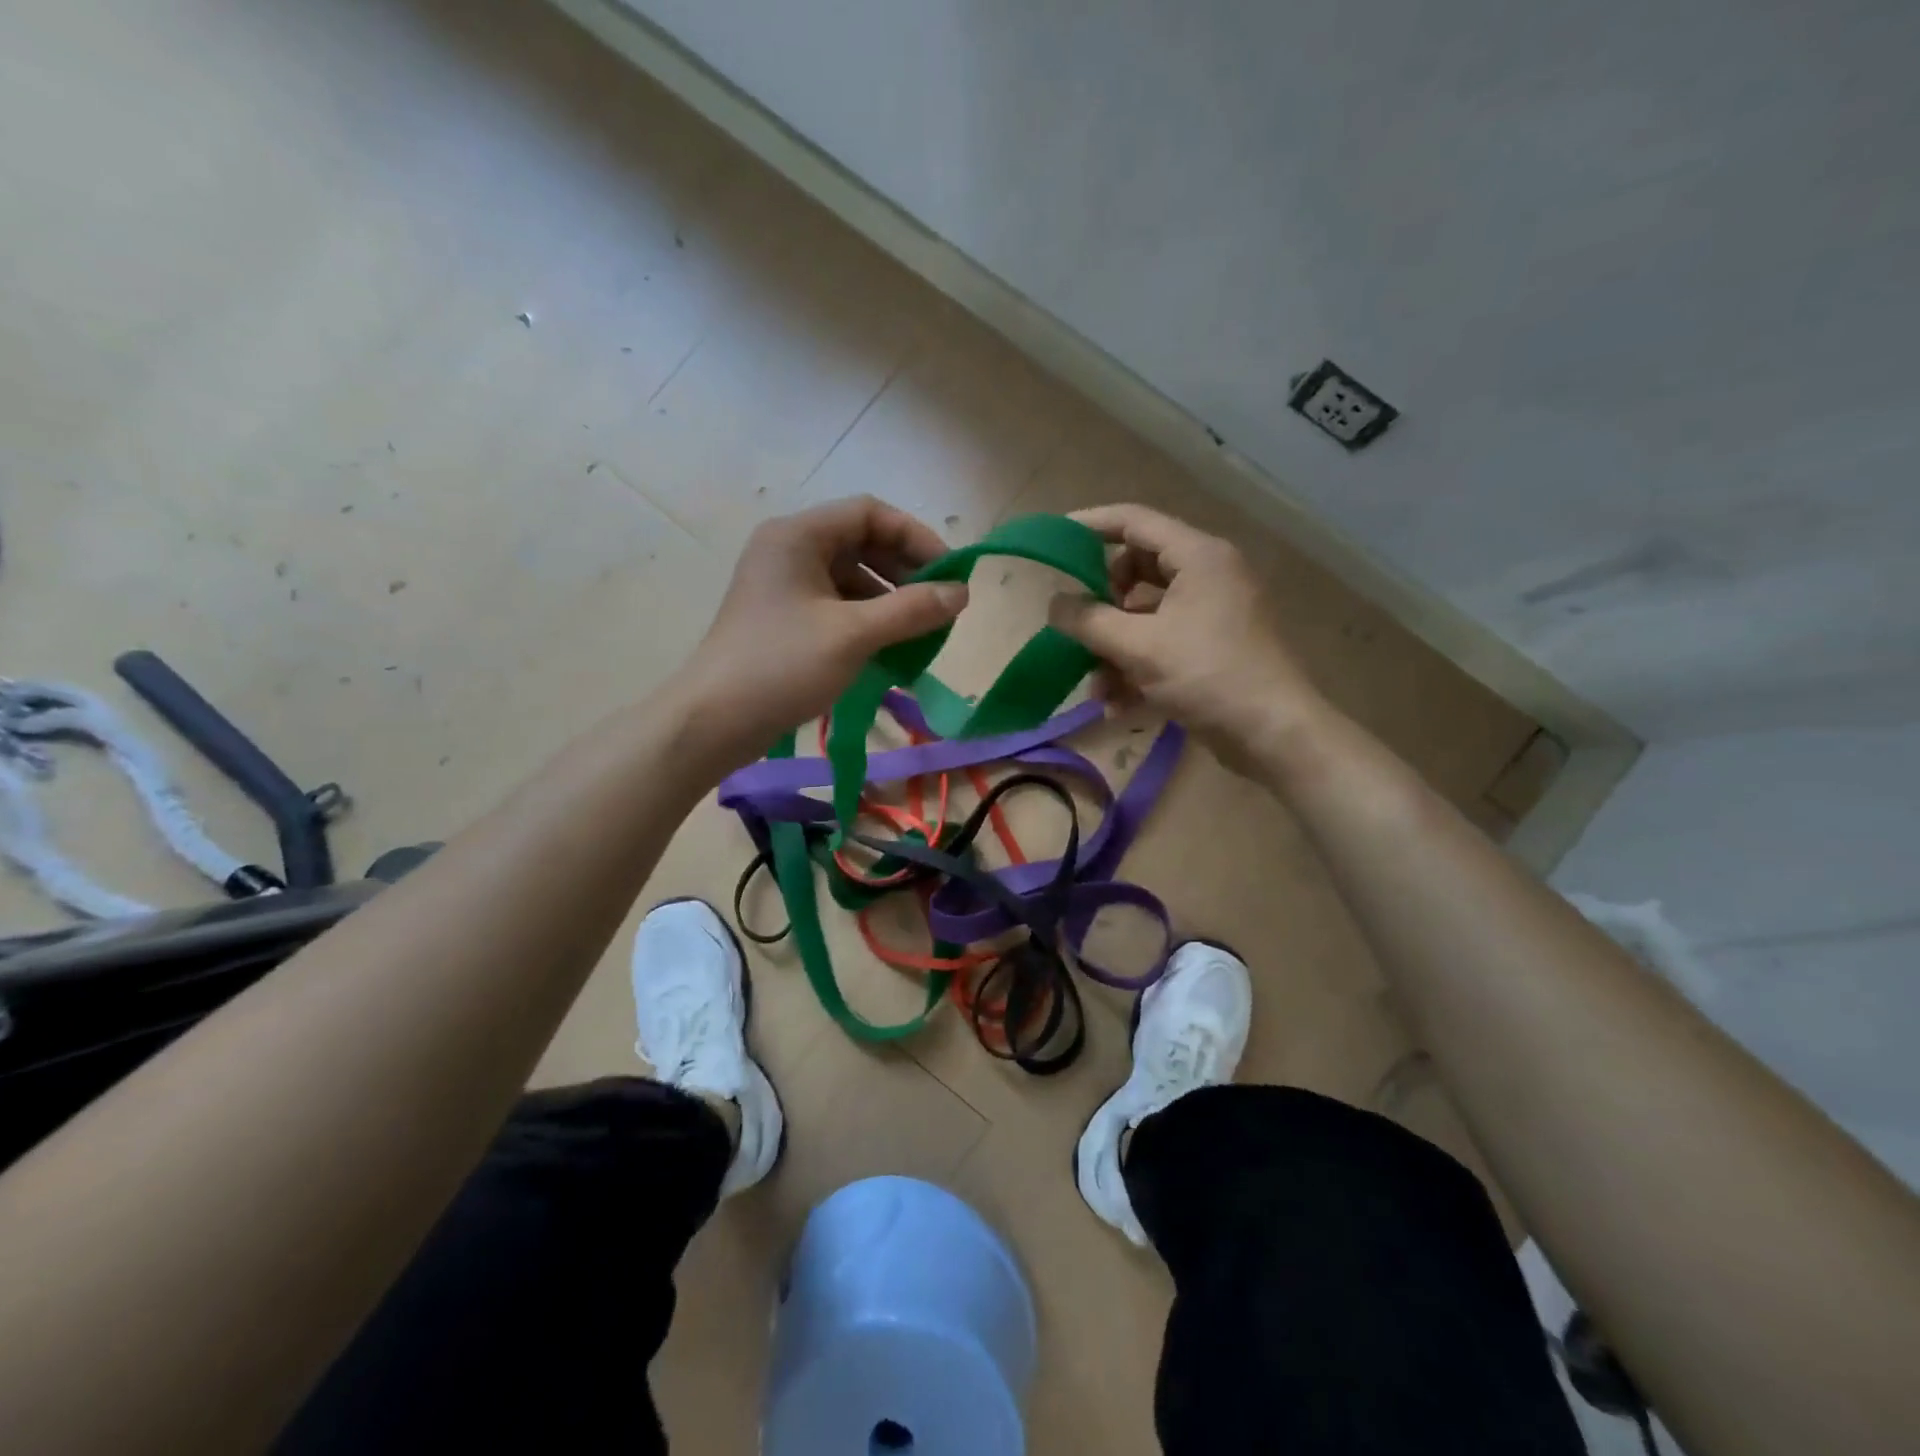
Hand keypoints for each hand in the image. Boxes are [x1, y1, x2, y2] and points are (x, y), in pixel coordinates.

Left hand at [675, 497, 967, 768]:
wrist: (714, 721)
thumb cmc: (783, 666)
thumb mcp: (854, 635)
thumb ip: (912, 609)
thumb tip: (962, 593)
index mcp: (798, 536)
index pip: (869, 513)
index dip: (915, 536)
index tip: (950, 573)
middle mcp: (788, 550)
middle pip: (861, 542)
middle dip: (905, 570)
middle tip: (939, 605)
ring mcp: (784, 585)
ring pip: (851, 576)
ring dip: (889, 598)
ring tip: (919, 630)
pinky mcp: (784, 618)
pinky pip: (836, 604)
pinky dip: (867, 619)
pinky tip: (889, 646)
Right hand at [1047, 503, 1322, 773]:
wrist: (1273, 733)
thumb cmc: (1207, 676)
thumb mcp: (1139, 647)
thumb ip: (1089, 621)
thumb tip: (1054, 604)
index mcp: (1198, 556)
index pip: (1134, 521)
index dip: (1090, 526)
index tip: (1054, 540)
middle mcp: (1208, 575)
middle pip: (1137, 571)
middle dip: (1103, 604)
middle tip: (1079, 626)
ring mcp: (1213, 613)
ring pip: (1147, 616)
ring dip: (1115, 649)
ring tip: (1097, 689)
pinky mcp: (1213, 647)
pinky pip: (1163, 644)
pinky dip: (1138, 669)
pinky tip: (1118, 707)